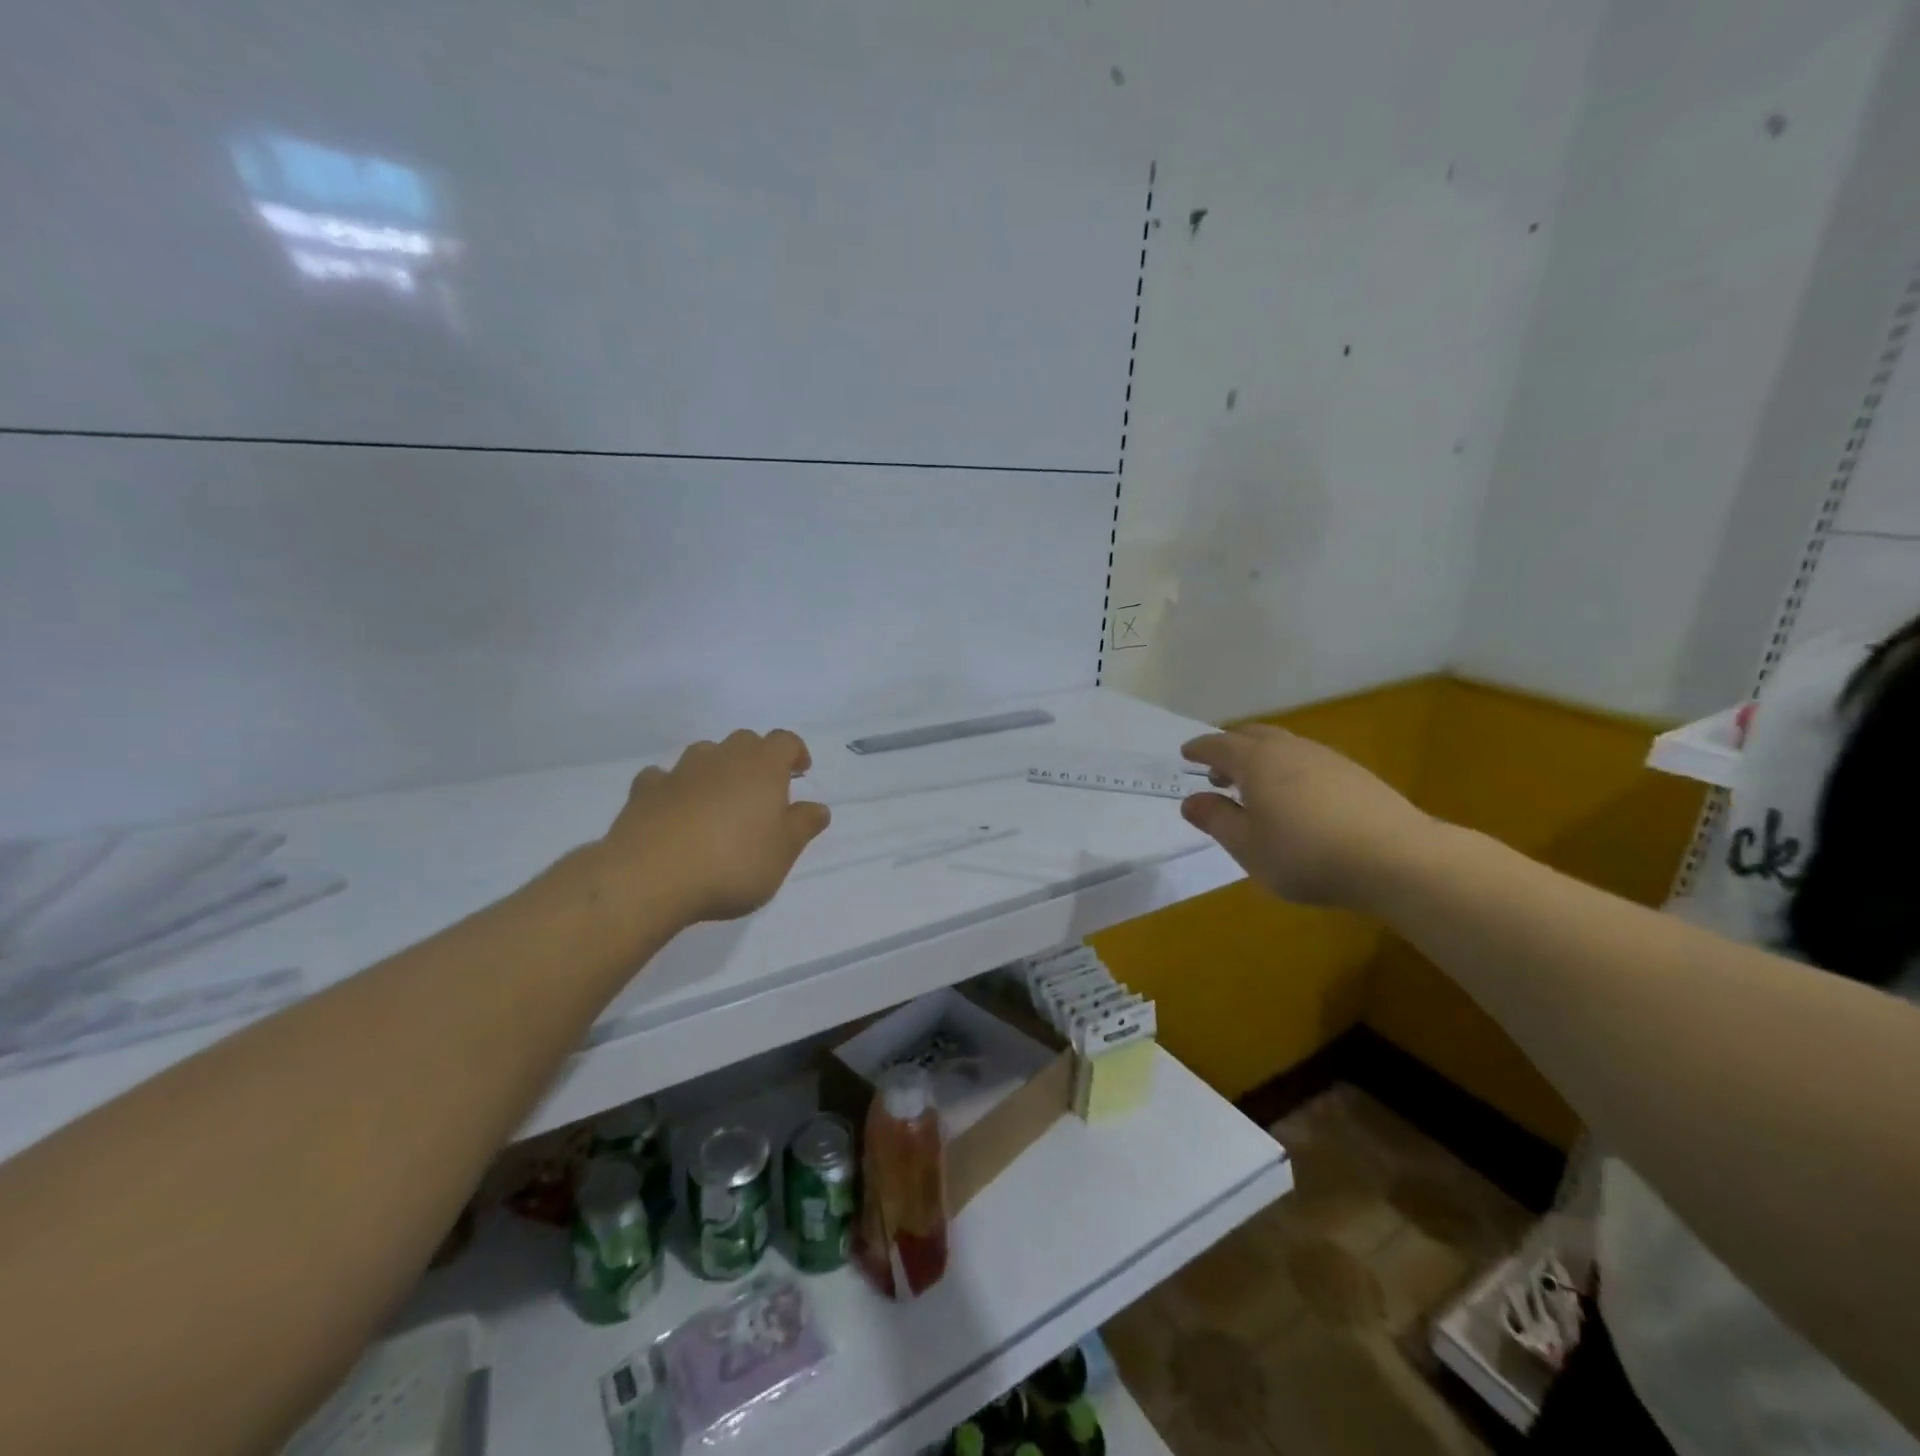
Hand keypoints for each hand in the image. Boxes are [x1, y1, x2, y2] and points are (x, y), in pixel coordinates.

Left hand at [603, 729, 830, 923]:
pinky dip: (674, 787)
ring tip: (719, 801)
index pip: (785, 741)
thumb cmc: (732, 863)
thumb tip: (818, 807)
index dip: (795, 753)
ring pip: (704, 754)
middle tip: (762, 792)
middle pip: (745, 741)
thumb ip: (803, 825)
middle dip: (756, 759)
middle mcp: (722, 757)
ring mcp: (680, 771)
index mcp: (762, 767)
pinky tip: (674, 810)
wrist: (650, 877)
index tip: (799, 774)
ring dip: (716, 769)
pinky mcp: (645, 791)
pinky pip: (664, 778)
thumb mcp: (783, 852)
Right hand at [1179, 724, 1433, 908]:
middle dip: (1230, 748)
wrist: (1395, 858)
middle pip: (1253, 735)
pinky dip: (1288, 769)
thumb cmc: (1306, 854)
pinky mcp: (1355, 774)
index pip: (1219, 746)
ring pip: (1283, 746)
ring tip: (1255, 787)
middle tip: (1217, 772)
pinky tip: (1296, 798)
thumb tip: (1191, 801)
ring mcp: (1326, 758)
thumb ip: (1216, 820)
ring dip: (1261, 759)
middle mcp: (1289, 749)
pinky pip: (1308, 760)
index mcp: (1256, 762)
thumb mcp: (1248, 847)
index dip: (1200, 749)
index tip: (1186, 754)